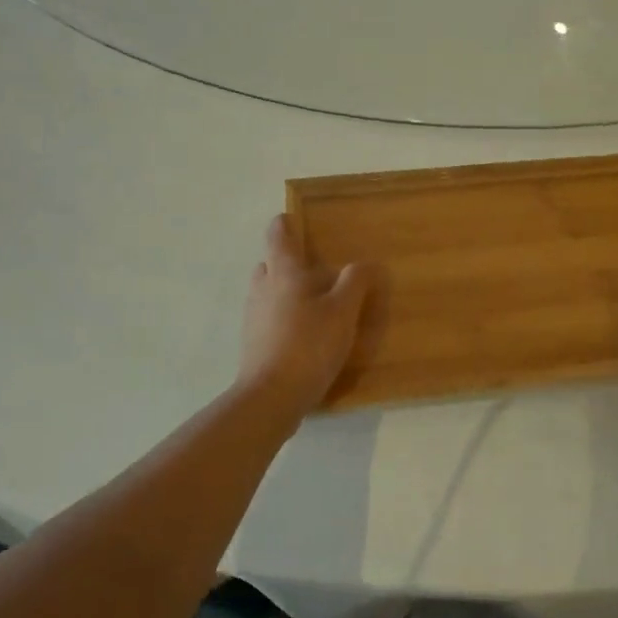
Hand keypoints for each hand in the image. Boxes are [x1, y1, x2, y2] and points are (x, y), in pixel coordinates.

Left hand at [237, 216, 372, 415]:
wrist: (271, 398)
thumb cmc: (308, 345)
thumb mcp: (343, 312)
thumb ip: (355, 282)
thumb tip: (365, 263)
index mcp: (283, 274)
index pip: (278, 237)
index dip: (284, 225)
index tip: (292, 219)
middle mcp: (262, 290)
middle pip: (269, 265)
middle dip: (286, 263)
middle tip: (313, 269)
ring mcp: (253, 318)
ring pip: (267, 293)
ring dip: (284, 292)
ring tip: (314, 304)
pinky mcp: (253, 345)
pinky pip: (267, 320)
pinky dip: (282, 318)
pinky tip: (304, 335)